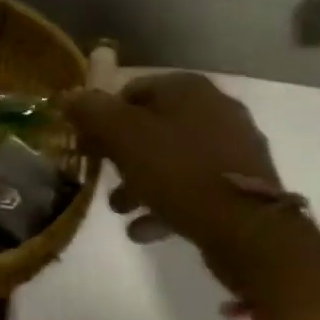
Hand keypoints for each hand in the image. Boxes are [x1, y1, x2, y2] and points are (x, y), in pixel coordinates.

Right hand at [63, 73, 293, 304]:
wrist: (250, 231)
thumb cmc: (179, 172)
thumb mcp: (124, 137)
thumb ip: (92, 113)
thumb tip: (69, 96)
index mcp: (188, 89)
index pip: (131, 90)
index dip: (102, 117)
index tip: (86, 145)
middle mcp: (215, 109)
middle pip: (152, 126)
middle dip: (122, 155)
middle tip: (102, 179)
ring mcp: (233, 148)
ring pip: (173, 159)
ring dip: (141, 182)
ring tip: (120, 210)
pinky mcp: (243, 185)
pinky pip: (194, 187)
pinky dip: (168, 203)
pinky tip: (145, 230)